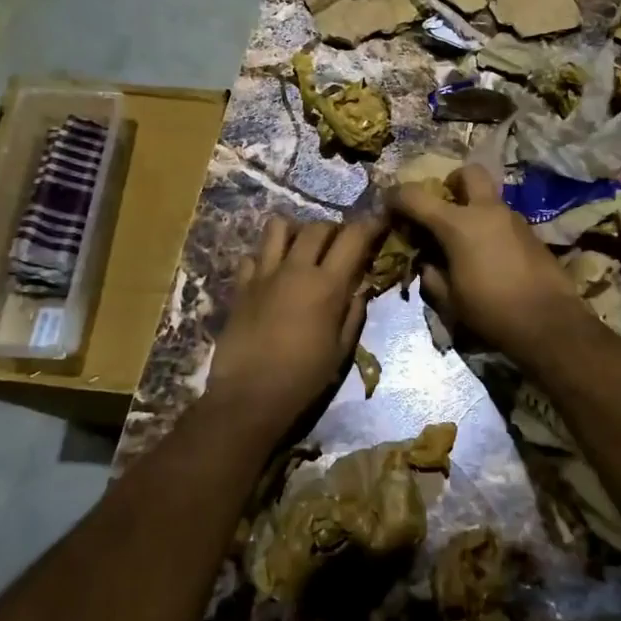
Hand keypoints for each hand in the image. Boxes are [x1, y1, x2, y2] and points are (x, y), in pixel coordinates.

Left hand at [206, 214, 385, 434]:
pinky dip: (265, 257)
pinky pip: (252, 255)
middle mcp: (295, 269)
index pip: (353, 237)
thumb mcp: (341, 350)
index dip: (370, 225)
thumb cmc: (304, 379)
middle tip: (341, 244)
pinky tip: (272, 274)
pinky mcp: (241, 286)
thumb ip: (353, 314)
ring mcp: (264, 274)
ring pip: (279, 227)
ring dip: (296, 231)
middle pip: (318, 226)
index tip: (379, 223)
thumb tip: (359, 289)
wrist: (249, 397)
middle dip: (335, 229)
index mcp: (327, 285)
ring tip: (302, 248)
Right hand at [392, 165, 585, 361]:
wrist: (550, 323)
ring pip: (489, 198)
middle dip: (452, 183)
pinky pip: (503, 219)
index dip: (397, 198)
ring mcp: (514, 219)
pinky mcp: (532, 233)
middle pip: (468, 173)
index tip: (389, 206)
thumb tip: (427, 262)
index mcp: (458, 224)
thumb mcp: (449, 300)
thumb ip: (431, 275)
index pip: (416, 196)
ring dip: (473, 209)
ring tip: (465, 242)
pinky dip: (490, 227)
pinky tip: (489, 257)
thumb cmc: (492, 312)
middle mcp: (487, 211)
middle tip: (443, 208)